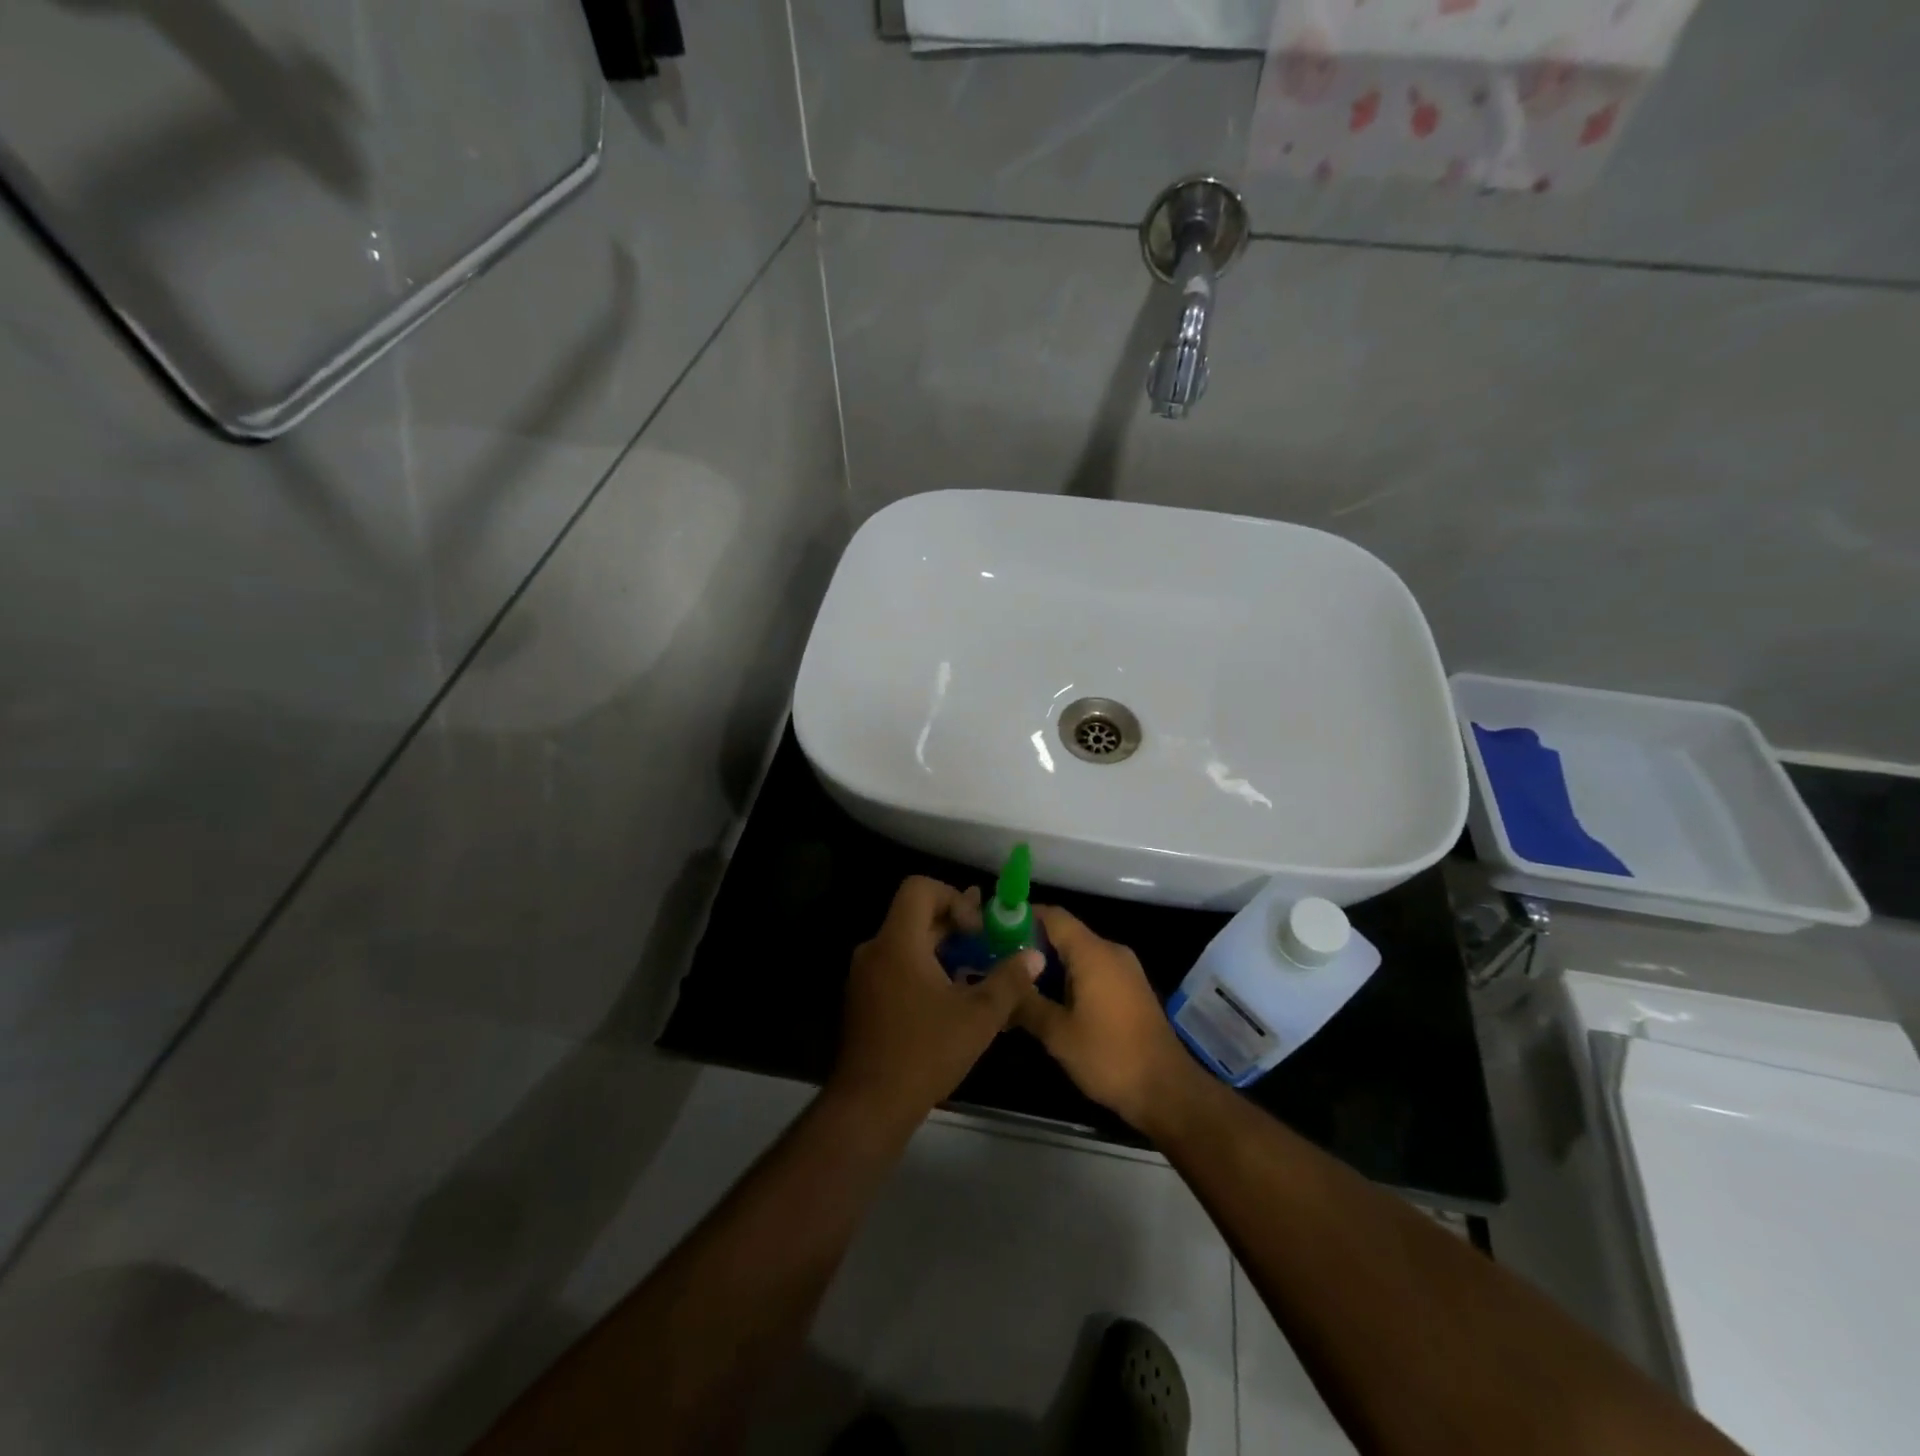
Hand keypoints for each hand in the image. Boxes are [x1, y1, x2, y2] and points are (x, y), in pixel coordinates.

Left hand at [828, 876, 1044, 1130]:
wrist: (870, 1105)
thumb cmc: (926, 1052)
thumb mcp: (979, 1016)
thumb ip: (1009, 980)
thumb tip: (1034, 956)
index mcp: (898, 941)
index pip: (920, 888)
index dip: (953, 897)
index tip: (977, 929)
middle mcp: (876, 949)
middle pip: (915, 914)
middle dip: (954, 924)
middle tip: (987, 943)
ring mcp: (865, 975)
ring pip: (907, 942)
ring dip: (942, 948)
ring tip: (975, 969)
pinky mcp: (864, 998)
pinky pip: (896, 965)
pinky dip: (924, 968)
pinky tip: (950, 997)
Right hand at [1013, 906, 1198, 1130]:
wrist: (1166, 1090)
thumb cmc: (1109, 1056)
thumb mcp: (1057, 1033)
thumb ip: (1026, 1003)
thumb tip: (1000, 988)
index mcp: (1092, 953)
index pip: (1053, 916)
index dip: (1023, 917)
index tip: (995, 929)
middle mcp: (1111, 951)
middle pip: (1065, 933)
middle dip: (1032, 945)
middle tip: (999, 962)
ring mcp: (1125, 970)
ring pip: (1079, 954)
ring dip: (1050, 965)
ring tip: (1018, 984)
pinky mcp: (1131, 989)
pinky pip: (1094, 969)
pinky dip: (1070, 977)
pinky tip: (1049, 1001)